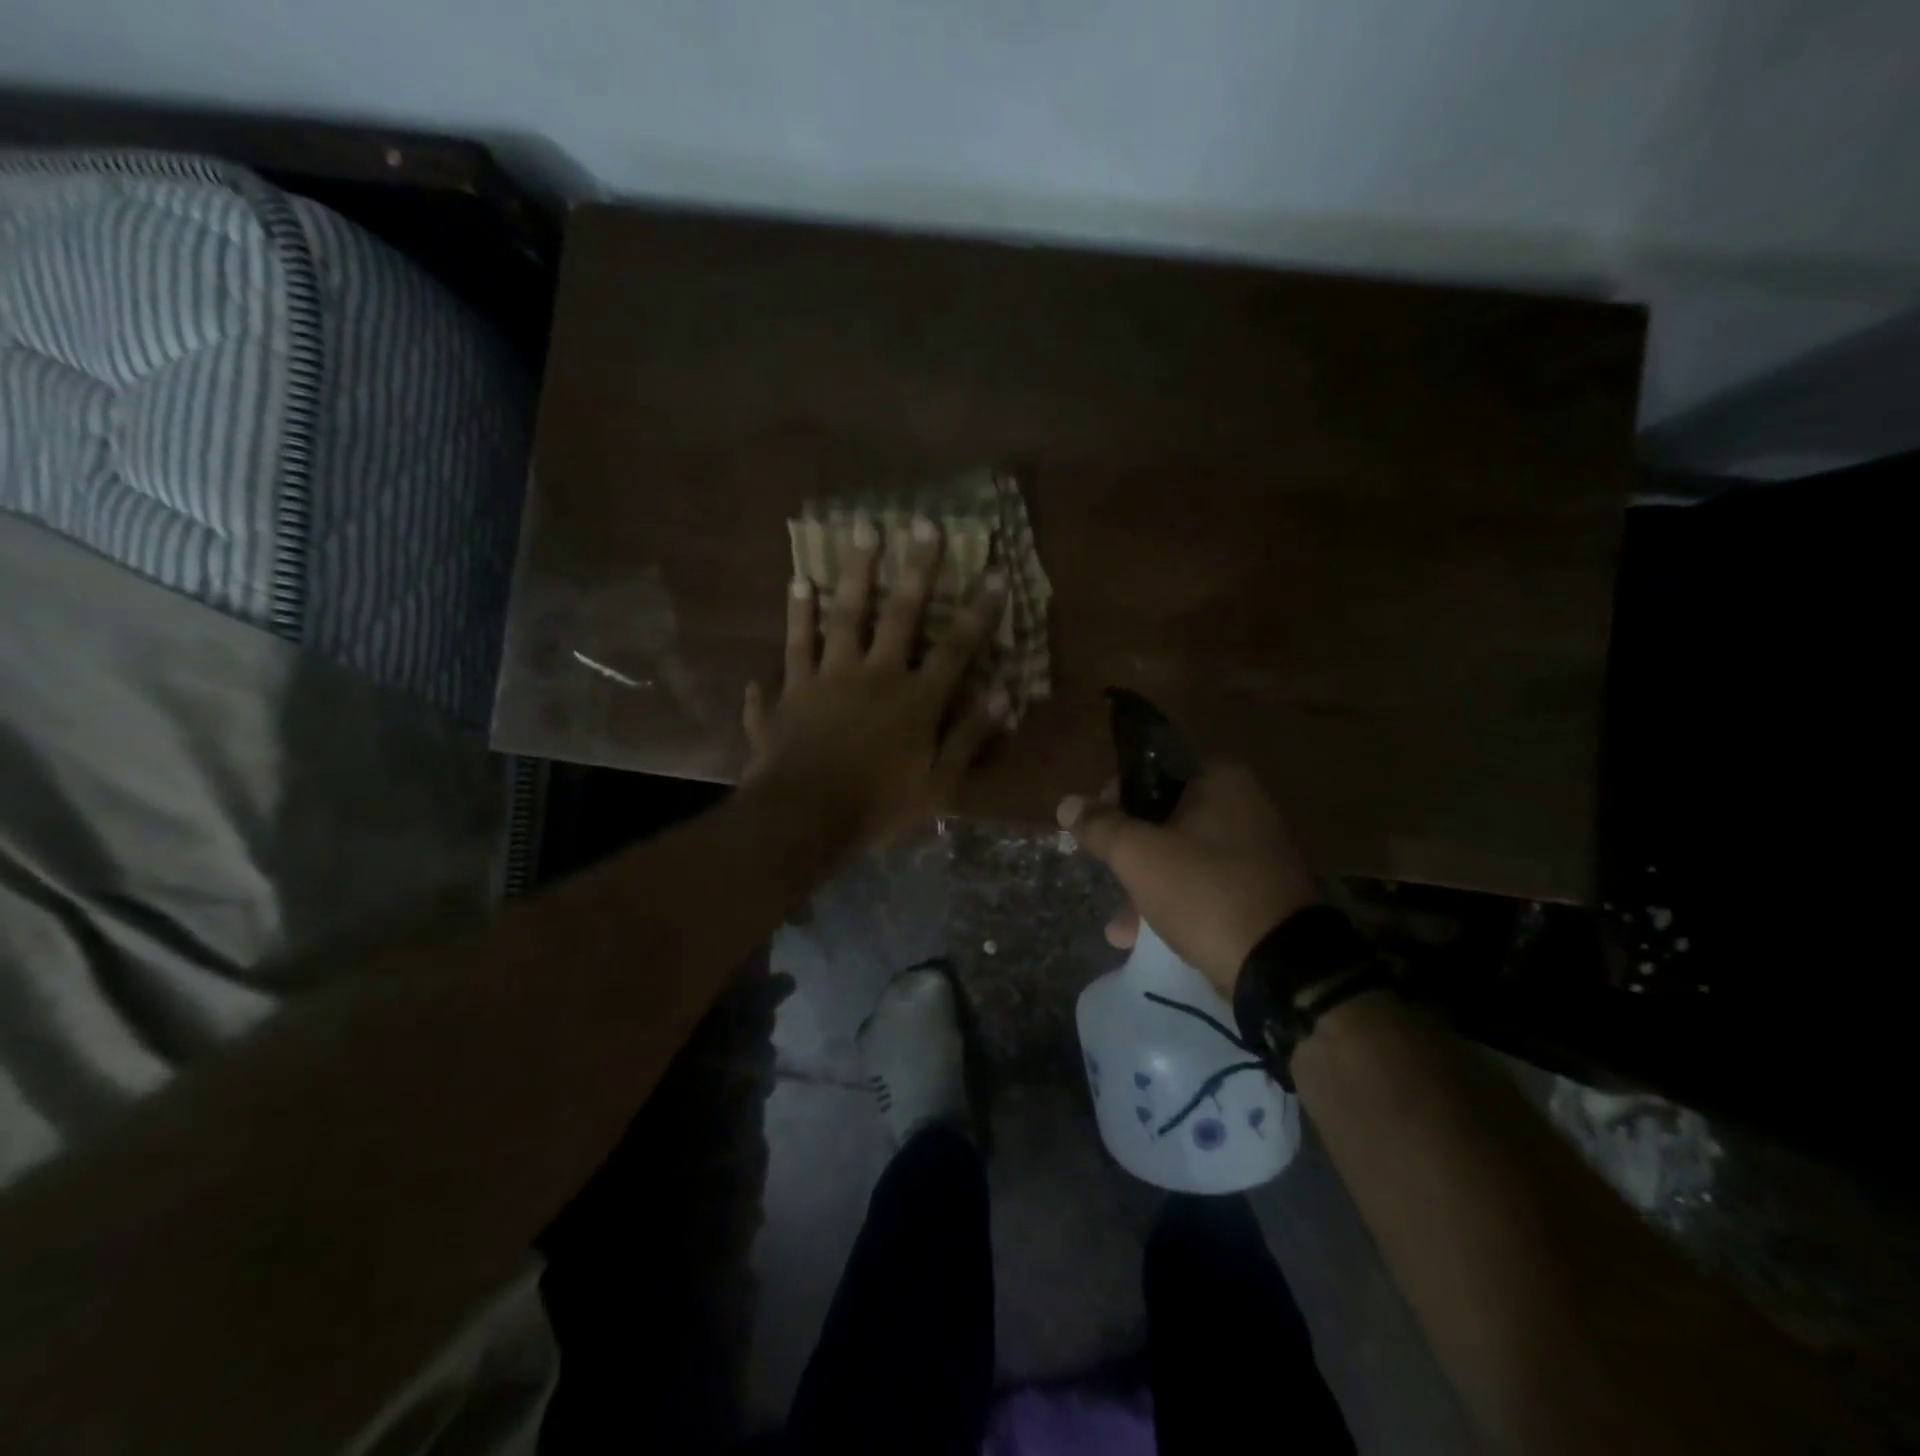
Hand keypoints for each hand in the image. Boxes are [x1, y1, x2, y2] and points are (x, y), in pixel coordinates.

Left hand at [743, 514, 1009, 844]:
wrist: (803, 819)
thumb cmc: (877, 807)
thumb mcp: (938, 785)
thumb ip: (969, 738)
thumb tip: (1002, 694)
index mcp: (913, 700)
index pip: (955, 649)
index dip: (978, 613)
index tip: (994, 573)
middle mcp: (872, 676)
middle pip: (897, 614)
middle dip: (914, 568)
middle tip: (922, 522)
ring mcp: (825, 679)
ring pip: (838, 617)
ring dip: (850, 575)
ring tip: (853, 532)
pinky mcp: (788, 693)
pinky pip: (789, 651)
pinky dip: (792, 623)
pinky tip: (794, 590)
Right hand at [1058, 763, 1318, 993]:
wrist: (1281, 969)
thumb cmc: (1204, 892)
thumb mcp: (1139, 855)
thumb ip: (1100, 826)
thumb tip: (1067, 803)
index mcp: (1222, 780)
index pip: (1152, 770)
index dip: (1114, 797)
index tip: (1094, 829)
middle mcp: (1246, 805)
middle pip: (1165, 817)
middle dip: (1129, 851)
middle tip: (1106, 874)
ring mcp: (1258, 851)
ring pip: (1183, 856)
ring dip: (1147, 884)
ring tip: (1119, 926)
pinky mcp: (1262, 892)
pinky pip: (1205, 886)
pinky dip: (1176, 903)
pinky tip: (1143, 938)